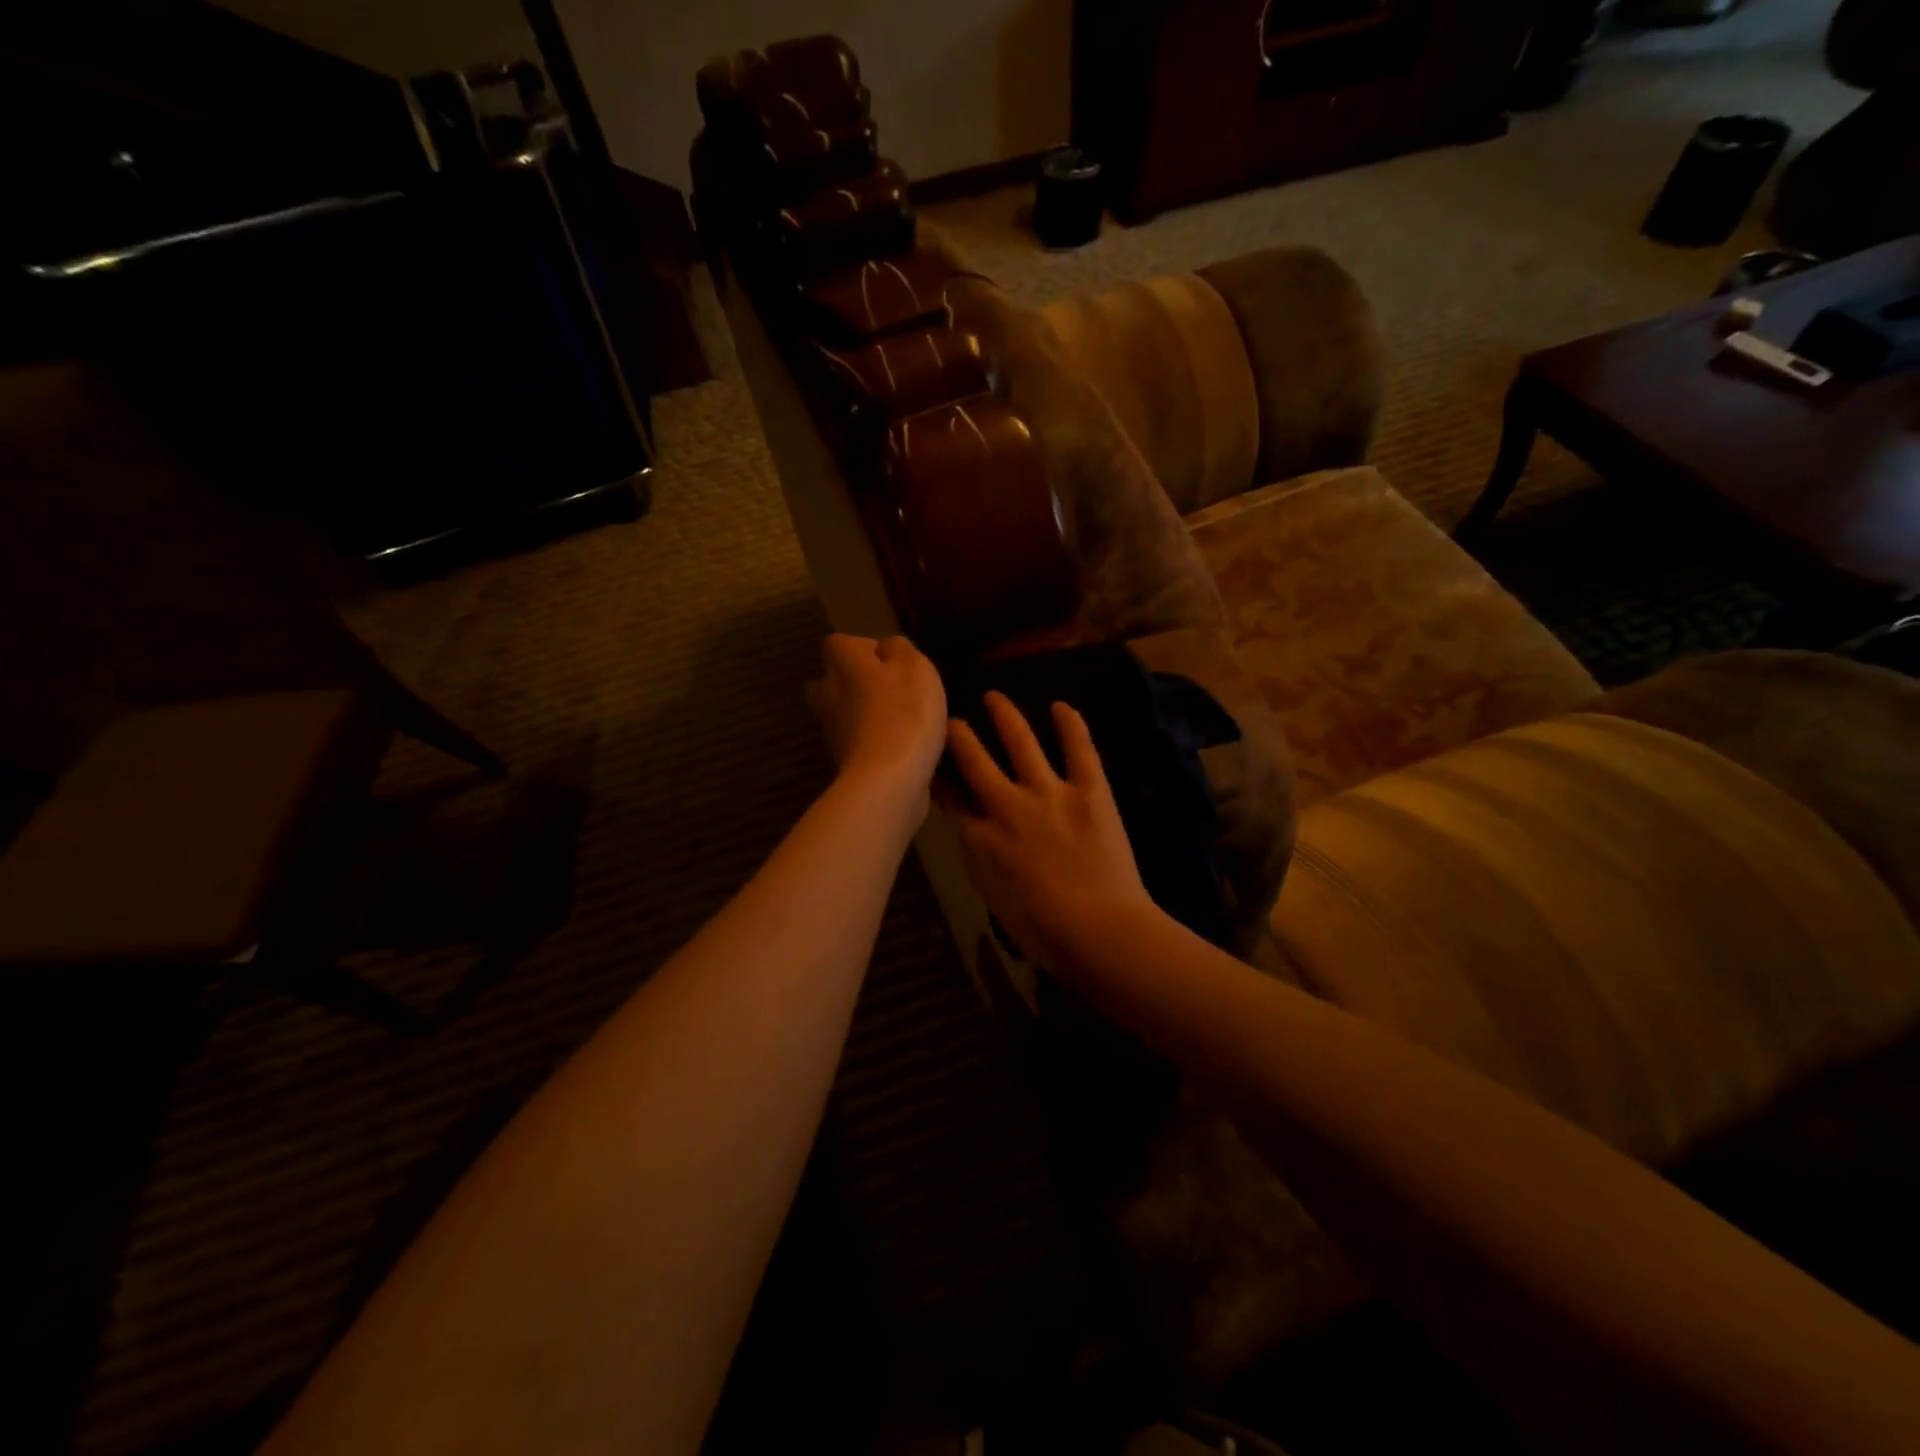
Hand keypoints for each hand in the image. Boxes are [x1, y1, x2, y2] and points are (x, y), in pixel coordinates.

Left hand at [806, 634, 947, 802]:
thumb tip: (886, 648)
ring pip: (845, 712)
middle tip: (892, 690)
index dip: (866, 648)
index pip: (840, 643)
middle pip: (835, 679)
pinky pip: (857, 741)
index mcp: (841, 663)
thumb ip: (899, 649)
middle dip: (858, 682)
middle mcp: (827, 693)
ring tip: (903, 721)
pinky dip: (874, 741)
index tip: (894, 663)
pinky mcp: (843, 761)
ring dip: (867, 714)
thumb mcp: (915, 666)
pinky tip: (902, 748)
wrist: (888, 781)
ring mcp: (831, 730)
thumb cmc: (905, 713)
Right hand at [941, 692, 1159, 974]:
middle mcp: (1007, 806)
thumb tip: (972, 831)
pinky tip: (1061, 706)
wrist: (1100, 931)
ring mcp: (1049, 793)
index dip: (938, 778)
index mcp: (980, 838)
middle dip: (959, 736)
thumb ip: (979, 857)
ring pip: (1021, 743)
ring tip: (994, 696)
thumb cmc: (1042, 930)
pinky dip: (1071, 726)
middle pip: (975, 761)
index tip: (930, 763)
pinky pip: (1079, 750)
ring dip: (1005, 717)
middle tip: (951, 719)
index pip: (950, 799)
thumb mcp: (993, 896)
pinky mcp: (1090, 791)